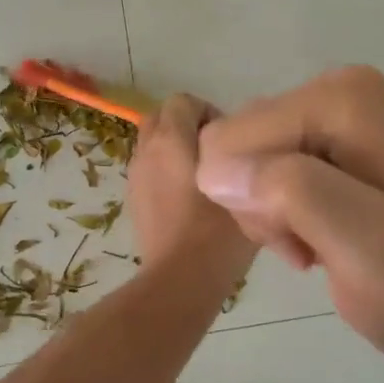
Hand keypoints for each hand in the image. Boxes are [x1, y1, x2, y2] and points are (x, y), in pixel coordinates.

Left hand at [128, 94, 257, 277]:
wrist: (180, 281)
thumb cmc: (218, 234)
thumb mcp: (249, 192)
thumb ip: (249, 163)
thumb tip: (250, 154)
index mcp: (172, 140)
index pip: (182, 101)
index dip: (207, 111)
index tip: (229, 139)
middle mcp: (147, 151)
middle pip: (161, 118)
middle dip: (186, 126)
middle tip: (215, 153)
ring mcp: (135, 176)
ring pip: (152, 145)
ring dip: (174, 150)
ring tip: (204, 178)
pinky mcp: (133, 200)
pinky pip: (148, 170)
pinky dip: (165, 173)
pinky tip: (189, 201)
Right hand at [194, 66, 383, 372]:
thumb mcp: (369, 252)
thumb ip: (295, 196)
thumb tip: (213, 168)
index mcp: (343, 98)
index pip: (234, 139)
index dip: (254, 201)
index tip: (304, 243)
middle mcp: (333, 89)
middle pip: (234, 144)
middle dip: (260, 205)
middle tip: (311, 245)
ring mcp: (328, 113)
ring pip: (240, 161)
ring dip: (270, 216)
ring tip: (320, 246)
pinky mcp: (324, 139)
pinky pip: (258, 170)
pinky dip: (278, 215)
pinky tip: (319, 238)